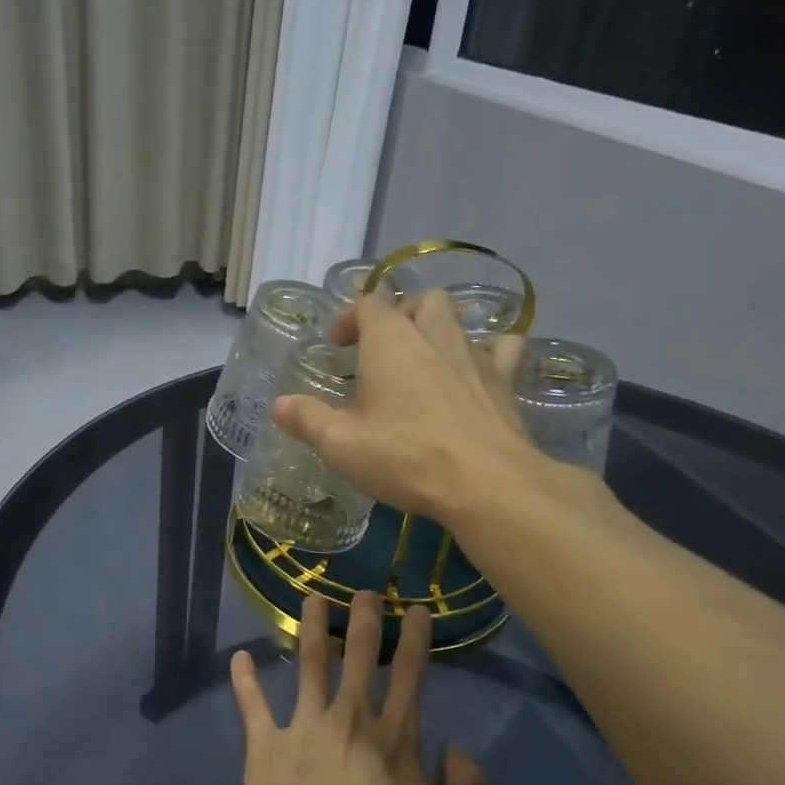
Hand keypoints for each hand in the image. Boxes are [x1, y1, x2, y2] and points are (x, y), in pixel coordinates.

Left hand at [230, 591, 483, 784]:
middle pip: (359, 655)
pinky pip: (252, 705)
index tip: (417, 610)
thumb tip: (457, 747)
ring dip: (311, 627)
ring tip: (311, 599)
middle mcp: (350, 720)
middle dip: (365, 617)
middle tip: (364, 591)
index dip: (416, 637)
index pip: (411, 674)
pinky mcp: (264, 747)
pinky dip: (244, 680)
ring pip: (308, 663)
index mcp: (395, 739)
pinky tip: (240, 658)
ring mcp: (303, 728)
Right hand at [272, 290, 543, 526]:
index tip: (337, 346)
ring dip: (439, 329)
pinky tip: (480, 371)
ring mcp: (475, 355)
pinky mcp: (505, 381)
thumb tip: (279, 405)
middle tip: (384, 348)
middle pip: (420, 301)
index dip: (349, 318)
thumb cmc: (405, 456)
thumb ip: (307, 419)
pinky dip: (490, 351)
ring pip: (458, 320)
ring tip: (425, 358)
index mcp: (390, 341)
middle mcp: (434, 336)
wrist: (487, 482)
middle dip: (400, 314)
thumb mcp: (341, 445)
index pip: (368, 304)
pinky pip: (502, 349)